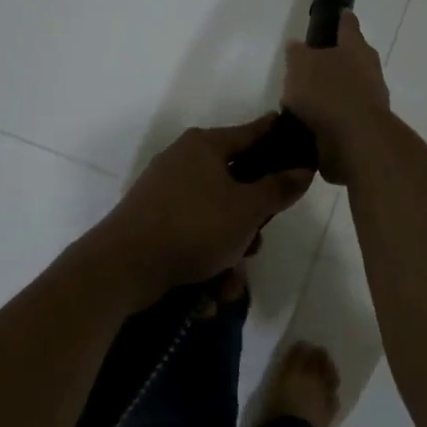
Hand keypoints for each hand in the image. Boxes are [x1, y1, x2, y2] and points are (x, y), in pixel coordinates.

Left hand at [89, 118, 312, 307]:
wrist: (123, 266)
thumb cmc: (194, 226)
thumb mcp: (247, 209)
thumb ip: (279, 188)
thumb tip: (303, 168)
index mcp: (205, 145)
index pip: (253, 132)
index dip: (278, 139)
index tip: (300, 146)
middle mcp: (183, 161)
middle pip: (235, 184)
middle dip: (250, 223)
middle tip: (256, 244)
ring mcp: (164, 192)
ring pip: (215, 218)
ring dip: (229, 253)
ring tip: (229, 282)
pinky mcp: (152, 223)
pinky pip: (192, 236)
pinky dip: (205, 261)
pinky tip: (209, 294)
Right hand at [282, 12, 391, 185]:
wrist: (356, 140)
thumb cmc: (328, 92)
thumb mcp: (301, 65)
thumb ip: (298, 54)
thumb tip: (297, 45)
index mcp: (355, 48)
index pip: (348, 26)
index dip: (343, 19)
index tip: (342, 13)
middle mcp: (369, 70)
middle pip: (355, 58)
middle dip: (339, 59)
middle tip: (316, 62)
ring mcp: (372, 99)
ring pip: (352, 87)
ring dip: (335, 91)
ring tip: (308, 99)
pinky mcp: (367, 126)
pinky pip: (347, 114)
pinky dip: (334, 116)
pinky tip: (315, 123)